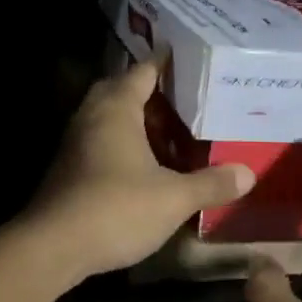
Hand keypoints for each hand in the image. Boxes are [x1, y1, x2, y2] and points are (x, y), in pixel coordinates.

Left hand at [24, 60, 254, 284]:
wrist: (52, 246)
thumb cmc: (116, 208)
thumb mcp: (173, 198)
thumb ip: (211, 183)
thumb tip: (249, 173)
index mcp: (116, 107)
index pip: (143, 70)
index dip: (165, 61)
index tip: (188, 55)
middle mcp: (92, 114)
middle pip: (121, 88)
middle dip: (149, 89)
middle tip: (182, 96)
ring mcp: (75, 140)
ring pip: (107, 115)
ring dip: (134, 117)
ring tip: (167, 128)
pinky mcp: (68, 166)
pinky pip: (99, 138)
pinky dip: (121, 140)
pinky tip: (142, 162)